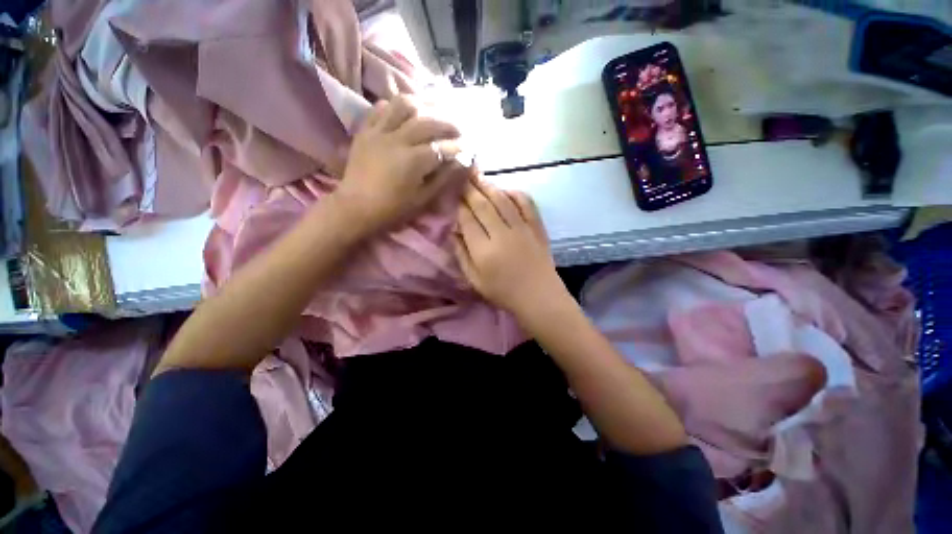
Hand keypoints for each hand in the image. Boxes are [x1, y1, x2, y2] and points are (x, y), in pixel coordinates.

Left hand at [334, 95, 462, 235]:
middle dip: (448, 124)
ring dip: (422, 106)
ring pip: (403, 105)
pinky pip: (380, 108)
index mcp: (413, 161)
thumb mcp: (422, 199)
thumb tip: (460, 163)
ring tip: (432, 112)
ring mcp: (379, 132)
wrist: (355, 207)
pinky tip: (404, 113)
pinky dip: (394, 106)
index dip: (458, 147)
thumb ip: (443, 179)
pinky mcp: (365, 130)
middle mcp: (397, 140)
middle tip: (458, 129)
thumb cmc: (392, 208)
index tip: (468, 147)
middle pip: (427, 122)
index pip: (442, 148)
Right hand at [454, 179, 564, 317]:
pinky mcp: (537, 227)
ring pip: (503, 200)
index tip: (453, 194)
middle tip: (462, 175)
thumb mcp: (475, 280)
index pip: (468, 220)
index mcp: (484, 251)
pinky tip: (506, 189)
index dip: (459, 205)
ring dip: (489, 186)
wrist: (539, 297)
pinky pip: (527, 204)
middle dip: (470, 189)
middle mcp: (502, 235)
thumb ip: (462, 255)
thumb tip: (454, 231)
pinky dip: (516, 193)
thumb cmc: (503, 293)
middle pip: (483, 206)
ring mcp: (522, 229)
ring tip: (478, 175)